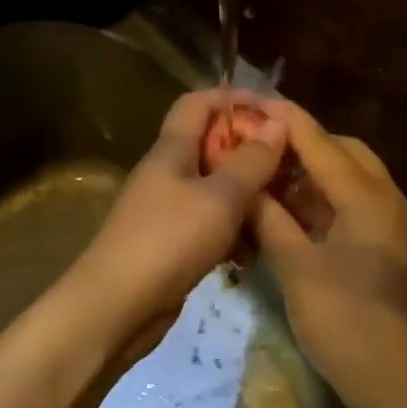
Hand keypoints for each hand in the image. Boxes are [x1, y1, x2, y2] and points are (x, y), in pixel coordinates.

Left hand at [69, 89, 287, 350]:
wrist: (116, 307)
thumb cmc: (168, 241)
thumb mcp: (220, 198)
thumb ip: (251, 161)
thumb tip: (278, 122)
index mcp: (171, 150)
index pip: (199, 103)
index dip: (235, 99)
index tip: (276, 113)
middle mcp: (167, 174)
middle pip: (211, 146)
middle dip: (250, 151)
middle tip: (290, 165)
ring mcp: (168, 211)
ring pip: (215, 189)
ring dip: (247, 195)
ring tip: (283, 206)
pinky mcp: (173, 245)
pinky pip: (210, 225)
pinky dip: (234, 230)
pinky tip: (256, 248)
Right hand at [247, 103, 406, 404]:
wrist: (393, 377)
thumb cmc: (342, 318)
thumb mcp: (296, 266)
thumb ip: (270, 220)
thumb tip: (247, 188)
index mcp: (367, 197)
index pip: (321, 143)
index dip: (287, 121)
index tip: (255, 103)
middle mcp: (390, 200)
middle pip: (346, 154)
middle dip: (305, 146)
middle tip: (262, 150)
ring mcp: (397, 225)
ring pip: (355, 182)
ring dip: (317, 176)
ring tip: (273, 179)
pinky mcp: (396, 248)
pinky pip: (361, 208)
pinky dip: (330, 203)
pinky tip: (298, 215)